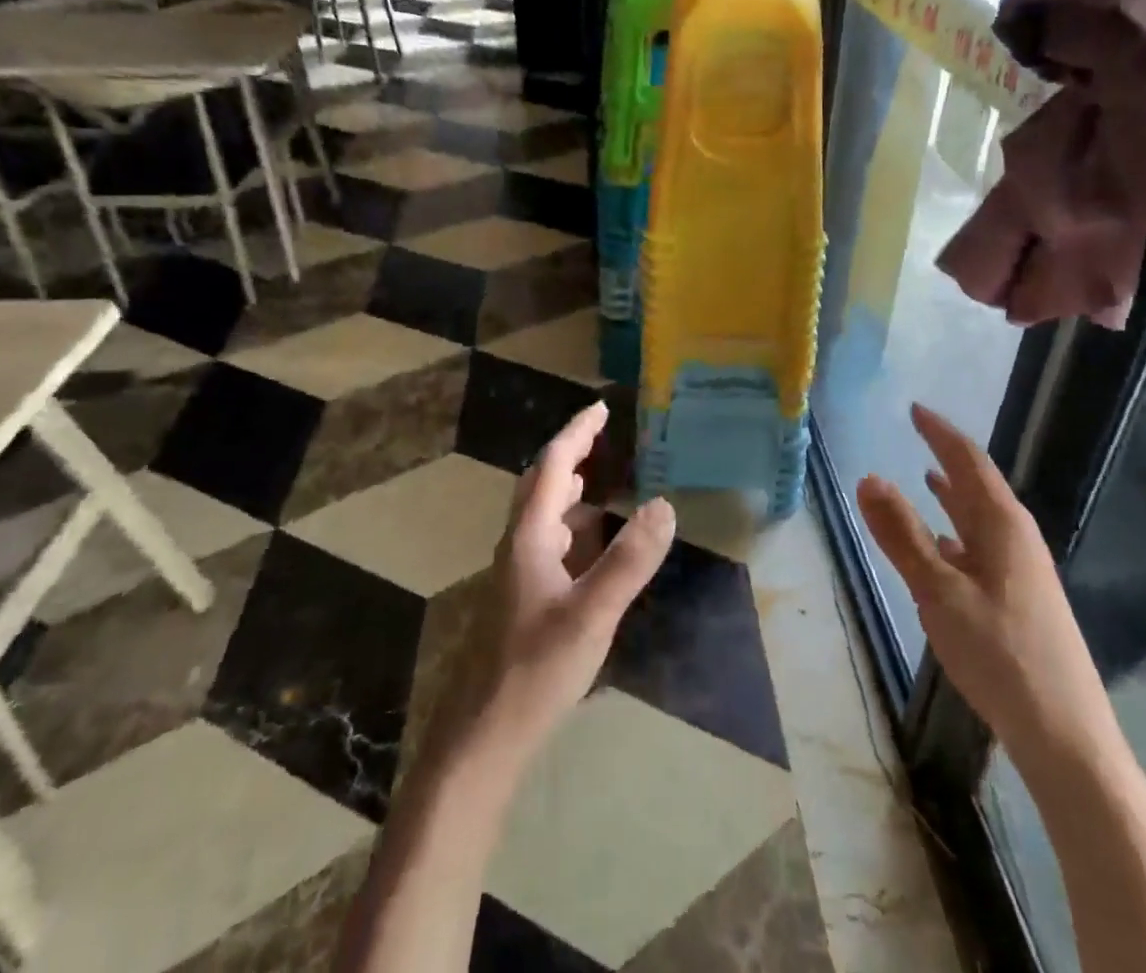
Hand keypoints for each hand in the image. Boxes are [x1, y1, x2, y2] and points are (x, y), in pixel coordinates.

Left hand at [440, 401, 676, 770]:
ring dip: (569, 488)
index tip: (602, 408)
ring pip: (543, 514)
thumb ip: (628, 561)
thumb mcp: (591, 615)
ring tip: (602, 479)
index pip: (554, 466)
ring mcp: (517, 574)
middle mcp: (519, 545)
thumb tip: (663, 504)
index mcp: (529, 537)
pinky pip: (549, 542)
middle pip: (541, 483)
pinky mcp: (522, 599)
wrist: (482, 737)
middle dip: (571, 453)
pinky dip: (572, 525)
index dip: (577, 433)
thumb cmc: (534, 671)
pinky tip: (591, 544)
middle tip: (604, 436)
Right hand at [857, 404, 1113, 765]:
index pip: (969, 461)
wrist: (1065, 735)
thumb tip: (868, 477)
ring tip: (927, 479)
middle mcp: (1017, 539)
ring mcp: (1022, 571)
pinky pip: (982, 549)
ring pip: (981, 519)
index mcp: (1003, 525)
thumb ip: (901, 534)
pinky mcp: (1019, 599)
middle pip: (979, 485)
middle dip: (947, 458)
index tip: (915, 409)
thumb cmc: (999, 652)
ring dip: (953, 497)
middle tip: (918, 435)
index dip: (940, 433)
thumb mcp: (938, 591)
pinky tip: (942, 548)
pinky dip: (957, 535)